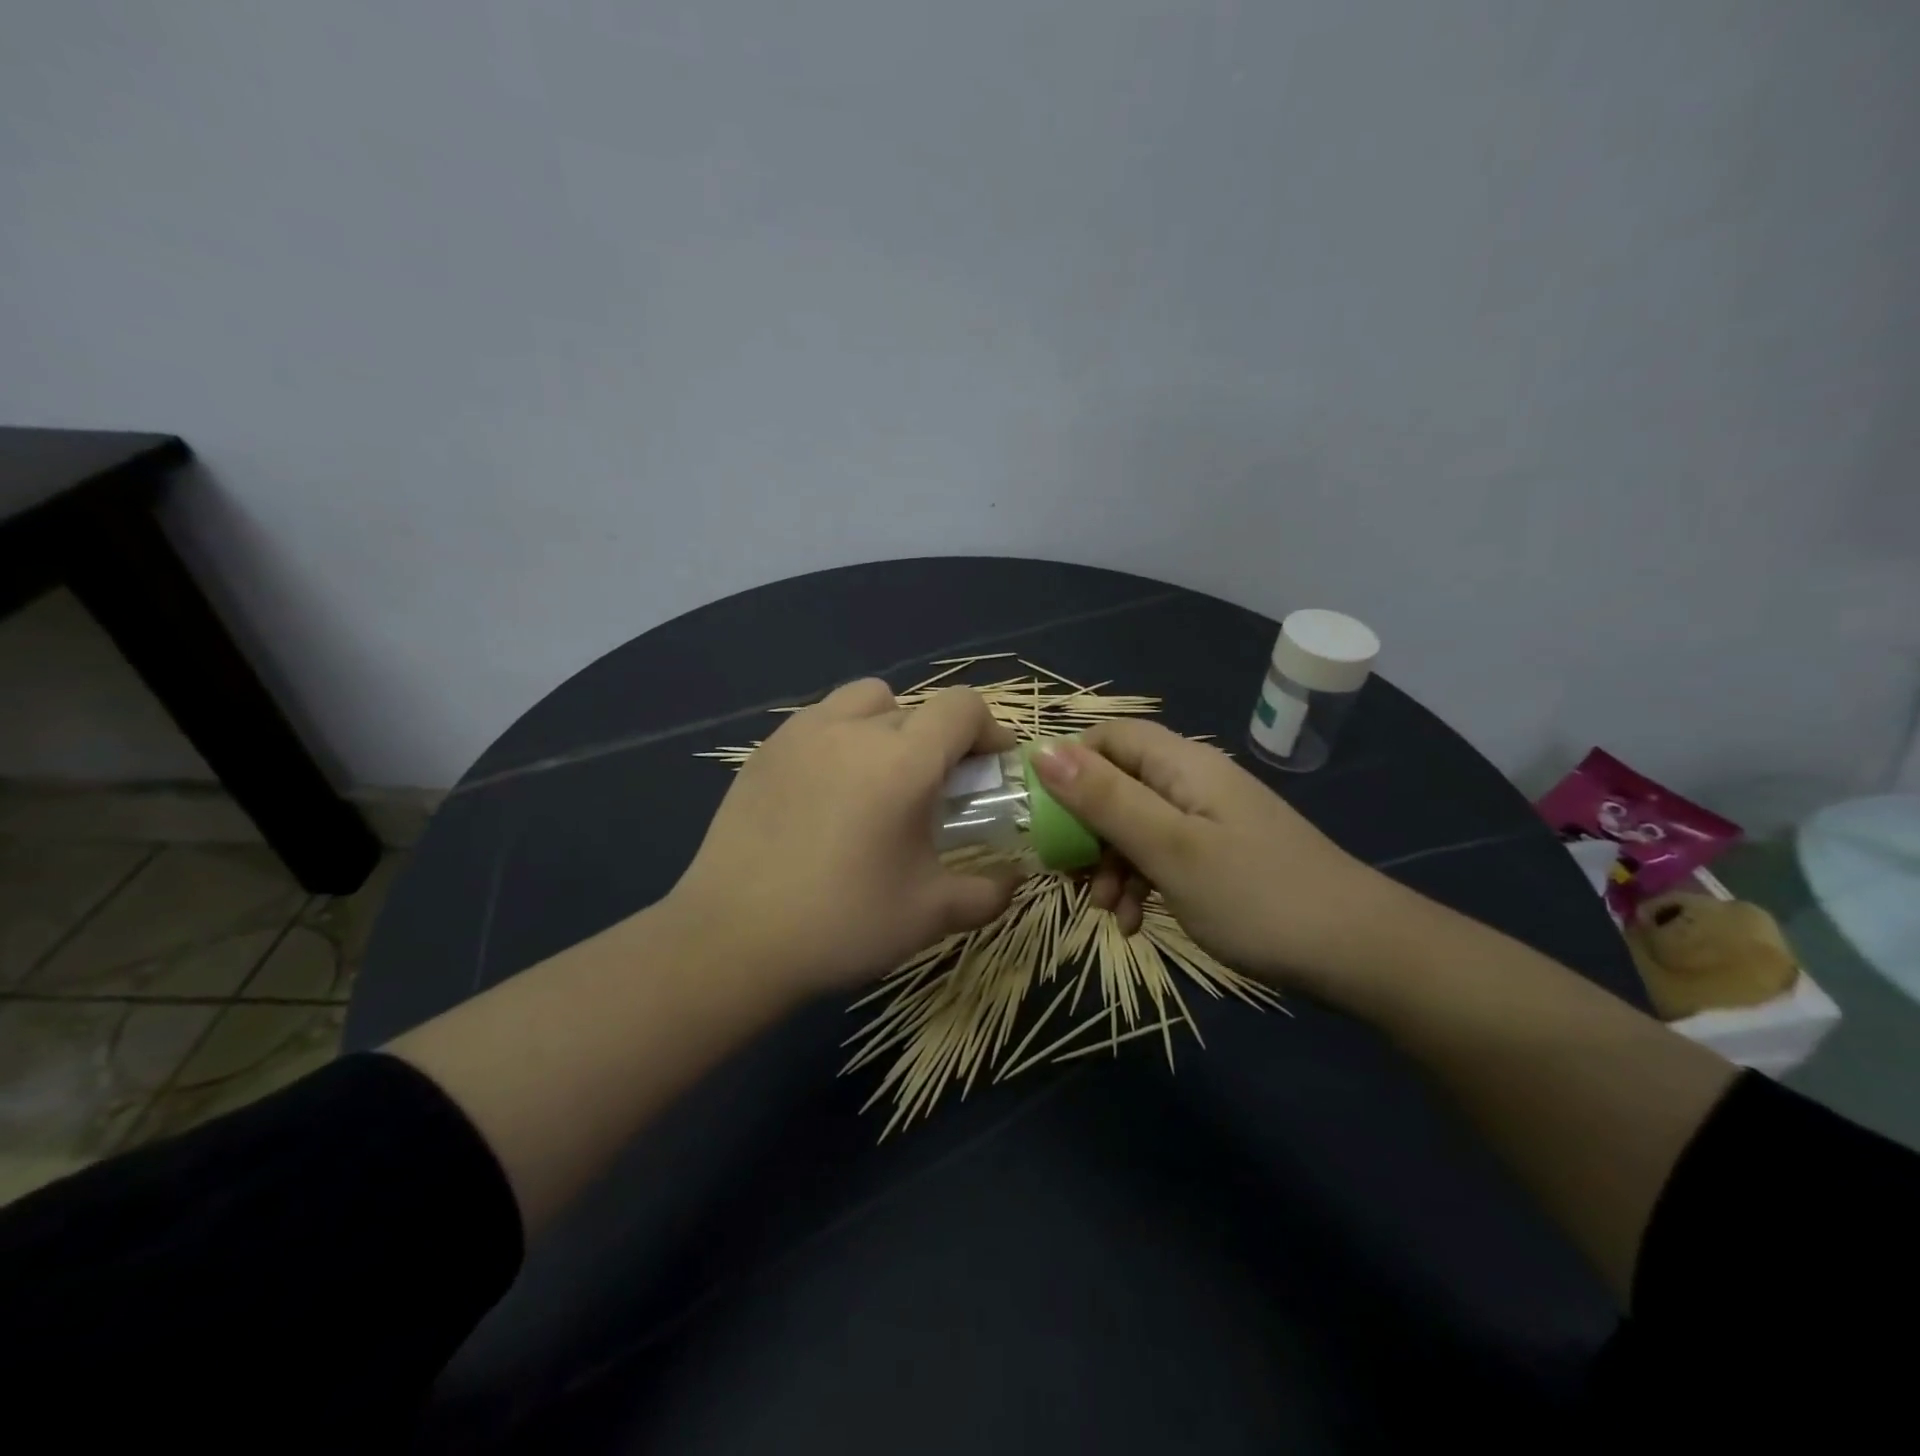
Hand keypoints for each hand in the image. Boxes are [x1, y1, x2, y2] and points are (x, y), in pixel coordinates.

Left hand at [664, 680, 1019, 996]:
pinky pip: (818, 721)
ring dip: (888, 725)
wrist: (731, 941)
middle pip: (916, 705)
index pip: (962, 707)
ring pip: (862, 701)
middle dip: (940, 739)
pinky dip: (841, 739)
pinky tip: (829, 793)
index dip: (989, 731)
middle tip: (936, 790)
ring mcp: (800, 734)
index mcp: (902, 760)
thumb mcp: (930, 914)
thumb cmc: (842, 923)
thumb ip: (988, 892)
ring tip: (879, 779)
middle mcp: (852, 729)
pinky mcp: (763, 752)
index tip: (991, 771)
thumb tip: (1016, 879)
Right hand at [1031, 722, 1403, 993]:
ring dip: (1111, 865)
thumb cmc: (1256, 896)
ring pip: (1136, 825)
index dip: (1069, 766)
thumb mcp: (1169, 849)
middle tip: (1070, 876)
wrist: (1361, 954)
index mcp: (1183, 765)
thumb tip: (1041, 750)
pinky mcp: (1221, 856)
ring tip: (1108, 913)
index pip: (1108, 737)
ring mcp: (1210, 820)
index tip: (1043, 816)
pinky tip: (1138, 924)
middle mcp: (1194, 782)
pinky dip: (1142, 883)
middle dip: (1086, 829)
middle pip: (1118, 784)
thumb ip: (1104, 799)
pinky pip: (1164, 855)